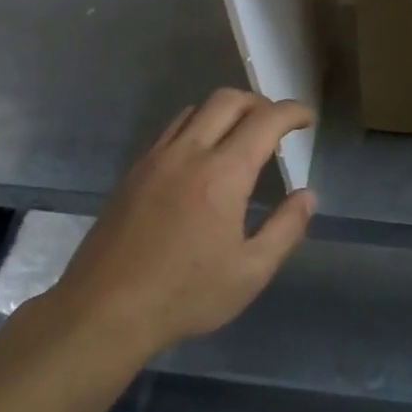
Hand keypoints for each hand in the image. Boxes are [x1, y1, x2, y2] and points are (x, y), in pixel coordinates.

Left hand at [46, 89, 314, 359]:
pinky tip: (202, 158)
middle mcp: (189, 153)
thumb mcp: (250, 272)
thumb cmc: (185, 295)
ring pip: (196, 109)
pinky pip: (172, 130)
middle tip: (277, 126)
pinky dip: (197, 126)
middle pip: (228, 100)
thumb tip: (306, 195)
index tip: (307, 119)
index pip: (265, 120)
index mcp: (223, 174)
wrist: (104, 311)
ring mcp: (156, 159)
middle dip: (260, 102)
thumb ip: (285, 229)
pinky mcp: (134, 171)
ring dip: (226, 111)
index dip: (292, 111)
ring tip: (241, 137)